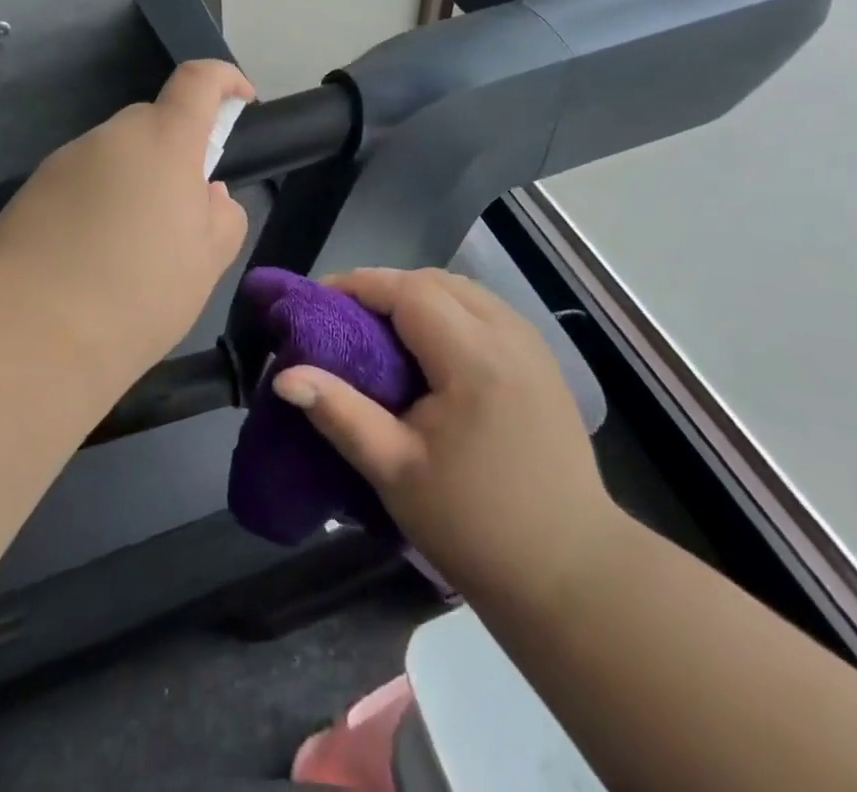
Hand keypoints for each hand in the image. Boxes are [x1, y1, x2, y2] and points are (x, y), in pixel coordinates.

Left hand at [0, 60, 254, 378]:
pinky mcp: (31, 189)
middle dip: (177, 154)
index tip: (241, 101)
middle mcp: (112, 136)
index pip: (198, 79)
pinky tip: (90, 259)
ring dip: (135, 184)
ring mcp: (65, 160)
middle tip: (182, 215)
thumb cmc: (138, 294)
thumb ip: (223, 216)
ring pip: (116, 156)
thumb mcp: (207, 262)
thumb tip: (207, 193)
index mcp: (164, 141)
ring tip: (131, 251)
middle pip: (154, 124)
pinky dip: (97, 204)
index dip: (225, 79)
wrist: (29, 334)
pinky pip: (81, 182)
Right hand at [273, 268, 622, 607]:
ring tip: (380, 331)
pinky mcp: (542, 361)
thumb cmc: (476, 526)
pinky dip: (447, 312)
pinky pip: (485, 312)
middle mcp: (509, 335)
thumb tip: (284, 377)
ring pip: (463, 291)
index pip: (409, 290)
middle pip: (436, 281)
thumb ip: (339, 413)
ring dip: (417, 297)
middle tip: (344, 318)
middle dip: (385, 288)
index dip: (359, 284)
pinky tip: (428, 349)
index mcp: (475, 358)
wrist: (572, 575)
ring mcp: (532, 345)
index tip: (317, 299)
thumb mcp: (395, 471)